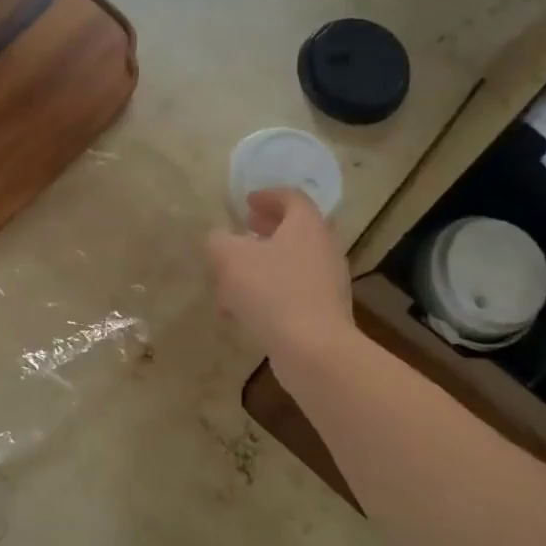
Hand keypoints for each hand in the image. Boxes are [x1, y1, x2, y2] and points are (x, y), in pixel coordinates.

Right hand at [206, 188, 352, 361]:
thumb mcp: (230, 258)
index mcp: (306, 226)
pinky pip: (291, 293)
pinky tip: (241, 312)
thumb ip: (219, 241)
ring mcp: (326, 282)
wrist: (313, 350)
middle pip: (294, 231)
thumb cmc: (272, 292)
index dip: (267, 196)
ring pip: (290, 264)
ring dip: (262, 266)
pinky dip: (267, 293)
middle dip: (266, 231)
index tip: (246, 202)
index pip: (291, 198)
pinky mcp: (322, 312)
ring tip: (231, 279)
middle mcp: (323, 249)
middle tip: (243, 232)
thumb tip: (219, 239)